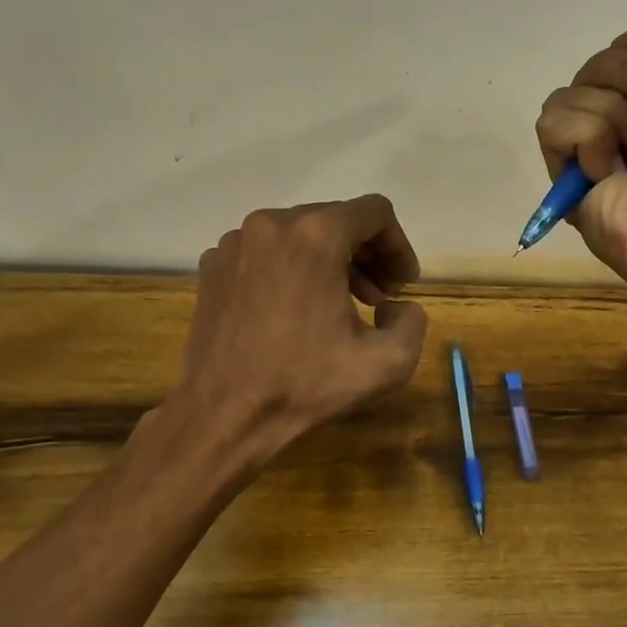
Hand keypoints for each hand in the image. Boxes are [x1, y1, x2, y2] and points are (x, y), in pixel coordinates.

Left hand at [175, 195, 428, 462]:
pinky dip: (291, 270)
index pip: (375, 213)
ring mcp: (235, 242)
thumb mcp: (386, 363)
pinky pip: (266, 252)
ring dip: (330, 262)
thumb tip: (396, 306)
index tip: (402, 285)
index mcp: (315, 236)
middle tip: (379, 298)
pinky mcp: (213, 265)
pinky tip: (296, 311)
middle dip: (366, 255)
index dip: (398, 246)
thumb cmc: (305, 385)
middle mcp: (271, 224)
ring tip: (341, 306)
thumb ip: (413, 322)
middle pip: (336, 219)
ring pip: (299, 234)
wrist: (223, 414)